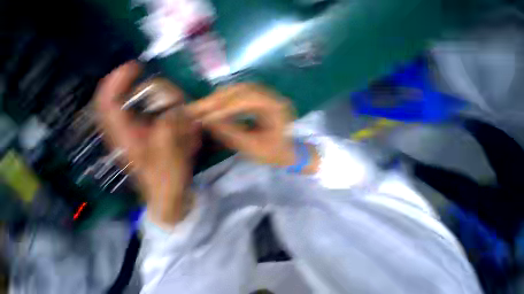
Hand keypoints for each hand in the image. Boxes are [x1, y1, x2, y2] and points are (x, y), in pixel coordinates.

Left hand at [95, 61, 199, 225]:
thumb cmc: (167, 178)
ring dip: (167, 110)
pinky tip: (187, 132)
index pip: (109, 101)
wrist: (169, 194)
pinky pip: (162, 122)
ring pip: (149, 112)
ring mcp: (141, 136)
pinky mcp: (153, 140)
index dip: (118, 80)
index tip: (136, 67)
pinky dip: (174, 121)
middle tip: (172, 97)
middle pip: (130, 102)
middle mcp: (129, 132)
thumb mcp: (169, 154)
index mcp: (124, 135)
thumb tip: (174, 110)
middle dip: (150, 95)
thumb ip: (168, 130)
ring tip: (183, 122)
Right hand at [186, 83, 318, 172]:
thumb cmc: (274, 153)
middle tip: (198, 107)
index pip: (248, 100)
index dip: (225, 107)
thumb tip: (207, 121)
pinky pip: (241, 96)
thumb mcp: (253, 147)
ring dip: (220, 98)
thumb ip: (231, 134)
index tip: (206, 117)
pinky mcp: (261, 102)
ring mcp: (267, 98)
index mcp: (276, 108)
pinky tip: (215, 107)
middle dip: (218, 99)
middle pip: (242, 90)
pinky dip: (226, 101)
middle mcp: (273, 98)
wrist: (286, 153)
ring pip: (239, 91)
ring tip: (203, 107)